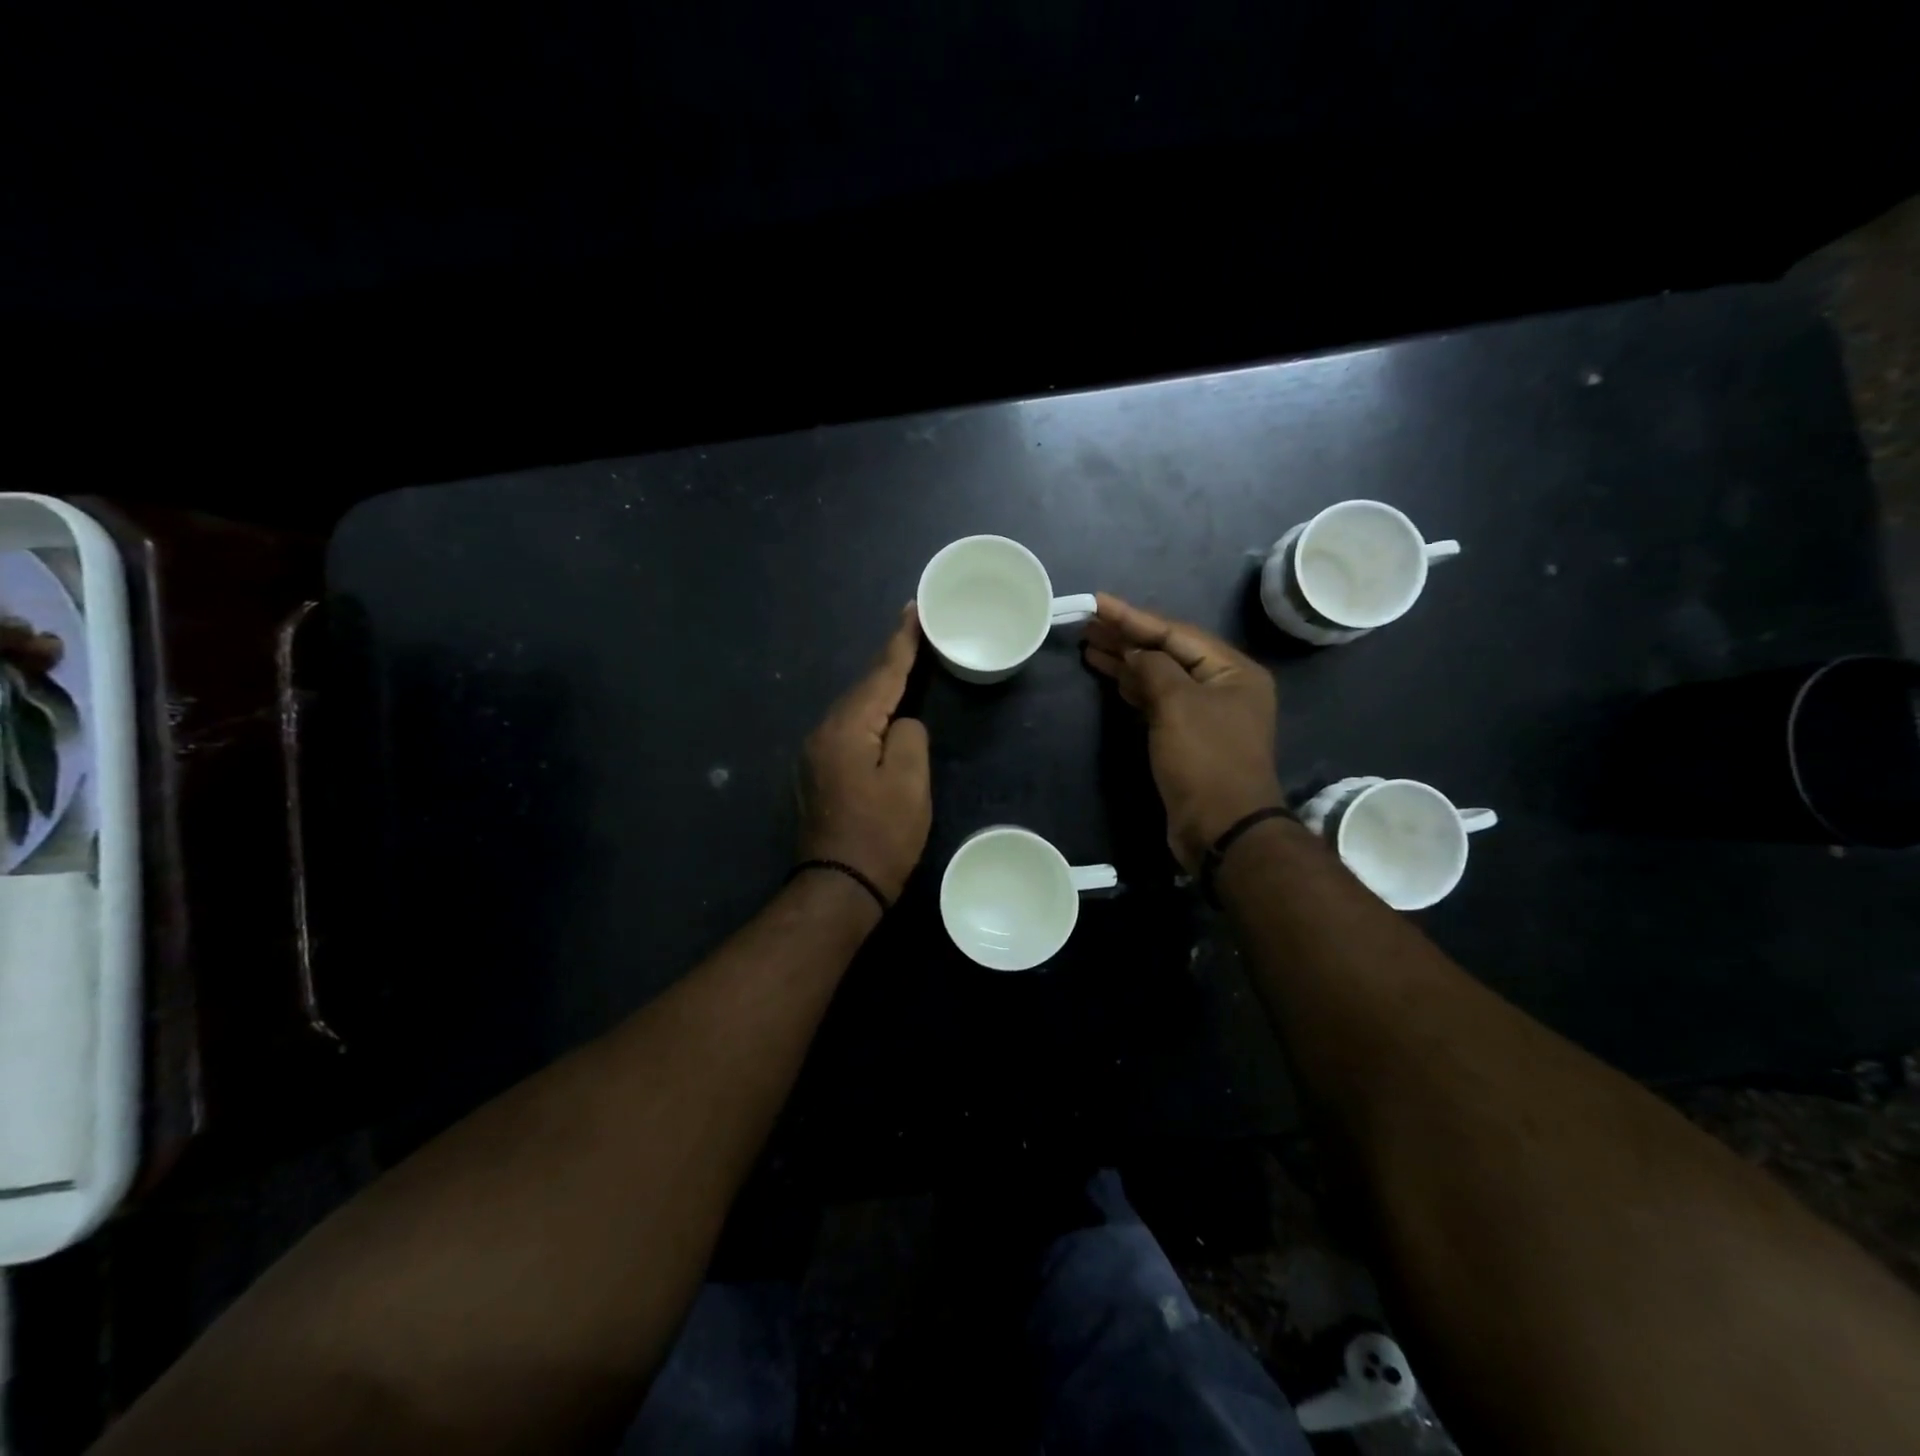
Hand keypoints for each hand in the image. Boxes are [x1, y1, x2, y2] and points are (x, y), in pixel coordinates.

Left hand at [797, 605, 931, 901]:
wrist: (838, 889)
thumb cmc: (880, 836)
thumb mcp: (908, 783)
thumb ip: (908, 738)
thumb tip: (900, 726)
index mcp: (846, 728)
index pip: (881, 675)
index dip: (902, 643)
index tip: (913, 610)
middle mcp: (822, 733)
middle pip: (863, 688)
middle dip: (890, 662)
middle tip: (914, 633)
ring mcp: (815, 756)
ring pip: (854, 711)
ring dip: (880, 691)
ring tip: (904, 668)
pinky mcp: (818, 775)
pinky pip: (848, 732)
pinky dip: (869, 718)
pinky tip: (883, 716)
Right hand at [1083, 593, 1283, 872]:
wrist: (1221, 828)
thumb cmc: (1204, 759)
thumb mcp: (1177, 704)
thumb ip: (1153, 668)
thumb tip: (1134, 653)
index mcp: (1232, 670)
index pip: (1176, 633)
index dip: (1133, 617)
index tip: (1097, 603)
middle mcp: (1223, 687)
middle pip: (1168, 652)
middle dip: (1127, 638)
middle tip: (1087, 624)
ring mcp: (1206, 714)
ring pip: (1160, 677)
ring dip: (1127, 662)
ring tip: (1089, 646)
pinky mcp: (1189, 738)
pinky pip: (1158, 702)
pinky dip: (1134, 689)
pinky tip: (1111, 677)